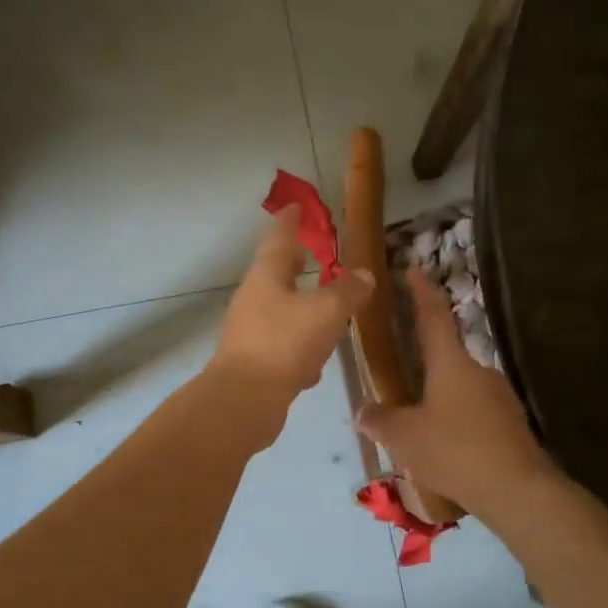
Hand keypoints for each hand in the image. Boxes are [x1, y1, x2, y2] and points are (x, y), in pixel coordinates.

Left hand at [208, 205, 373, 410]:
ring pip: (282, 309)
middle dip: (296, 260)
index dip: (291, 220)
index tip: (298, 206)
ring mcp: (252, 331)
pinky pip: (283, 344)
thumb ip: (348, 291)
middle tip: (315, 250)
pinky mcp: (255, 362)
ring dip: (302, 306)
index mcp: (267, 276)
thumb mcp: (326, 311)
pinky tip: (315, 364)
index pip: (279, 237)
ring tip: (327, 308)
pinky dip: (301, 346)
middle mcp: (254, 298)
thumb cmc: (284, 343)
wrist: (244, 401)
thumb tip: (364, 275)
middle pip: (277, 272)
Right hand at [356, 265, 559, 517]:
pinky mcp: (512, 424)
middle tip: (403, 384)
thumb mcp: (404, 437)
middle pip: (447, 358)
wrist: (517, 490)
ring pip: (461, 390)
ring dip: (441, 401)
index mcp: (451, 364)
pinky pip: (476, 415)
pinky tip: (448, 449)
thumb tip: (362, 411)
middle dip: (425, 368)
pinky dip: (459, 424)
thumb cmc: (454, 450)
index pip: (433, 317)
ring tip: (421, 429)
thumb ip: (380, 421)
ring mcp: (500, 397)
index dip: (421, 292)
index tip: (415, 268)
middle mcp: (479, 371)